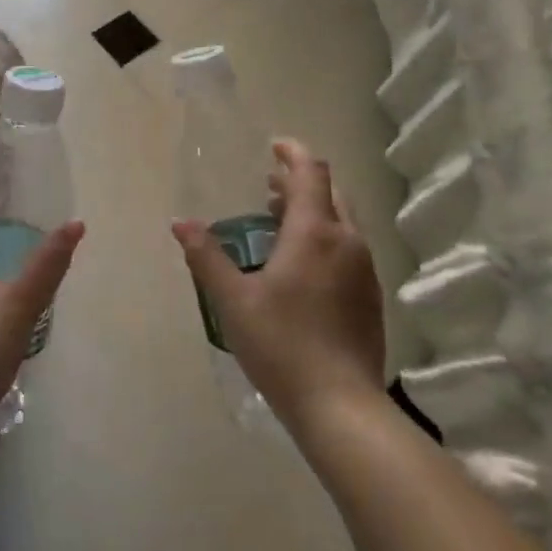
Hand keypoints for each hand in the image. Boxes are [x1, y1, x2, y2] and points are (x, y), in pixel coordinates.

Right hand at [172, 139, 386, 432]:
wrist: (340, 404)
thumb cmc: (281, 344)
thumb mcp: (232, 300)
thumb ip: (206, 257)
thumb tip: (180, 223)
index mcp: (315, 233)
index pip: (311, 173)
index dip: (293, 153)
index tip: (274, 146)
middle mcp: (348, 242)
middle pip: (330, 194)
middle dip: (300, 183)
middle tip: (269, 187)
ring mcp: (365, 271)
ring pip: (342, 222)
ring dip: (313, 212)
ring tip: (279, 223)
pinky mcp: (371, 297)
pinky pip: (348, 249)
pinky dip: (324, 238)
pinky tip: (301, 266)